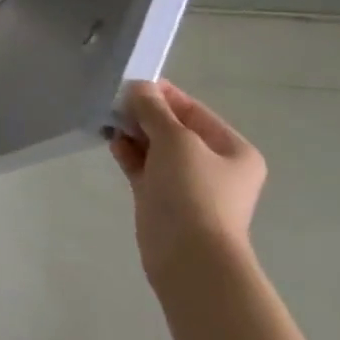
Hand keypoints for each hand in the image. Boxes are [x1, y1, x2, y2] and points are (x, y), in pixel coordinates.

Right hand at [109, 79, 265, 293]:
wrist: (189, 256)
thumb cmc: (194, 192)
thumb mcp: (175, 140)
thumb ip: (154, 110)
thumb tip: (138, 87)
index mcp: (232, 149)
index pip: (193, 110)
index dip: (162, 95)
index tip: (130, 83)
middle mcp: (213, 164)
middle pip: (173, 127)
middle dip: (144, 114)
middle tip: (113, 102)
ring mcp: (186, 182)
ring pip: (155, 146)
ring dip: (133, 132)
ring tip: (107, 119)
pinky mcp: (162, 197)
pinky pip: (143, 166)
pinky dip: (128, 153)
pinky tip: (111, 142)